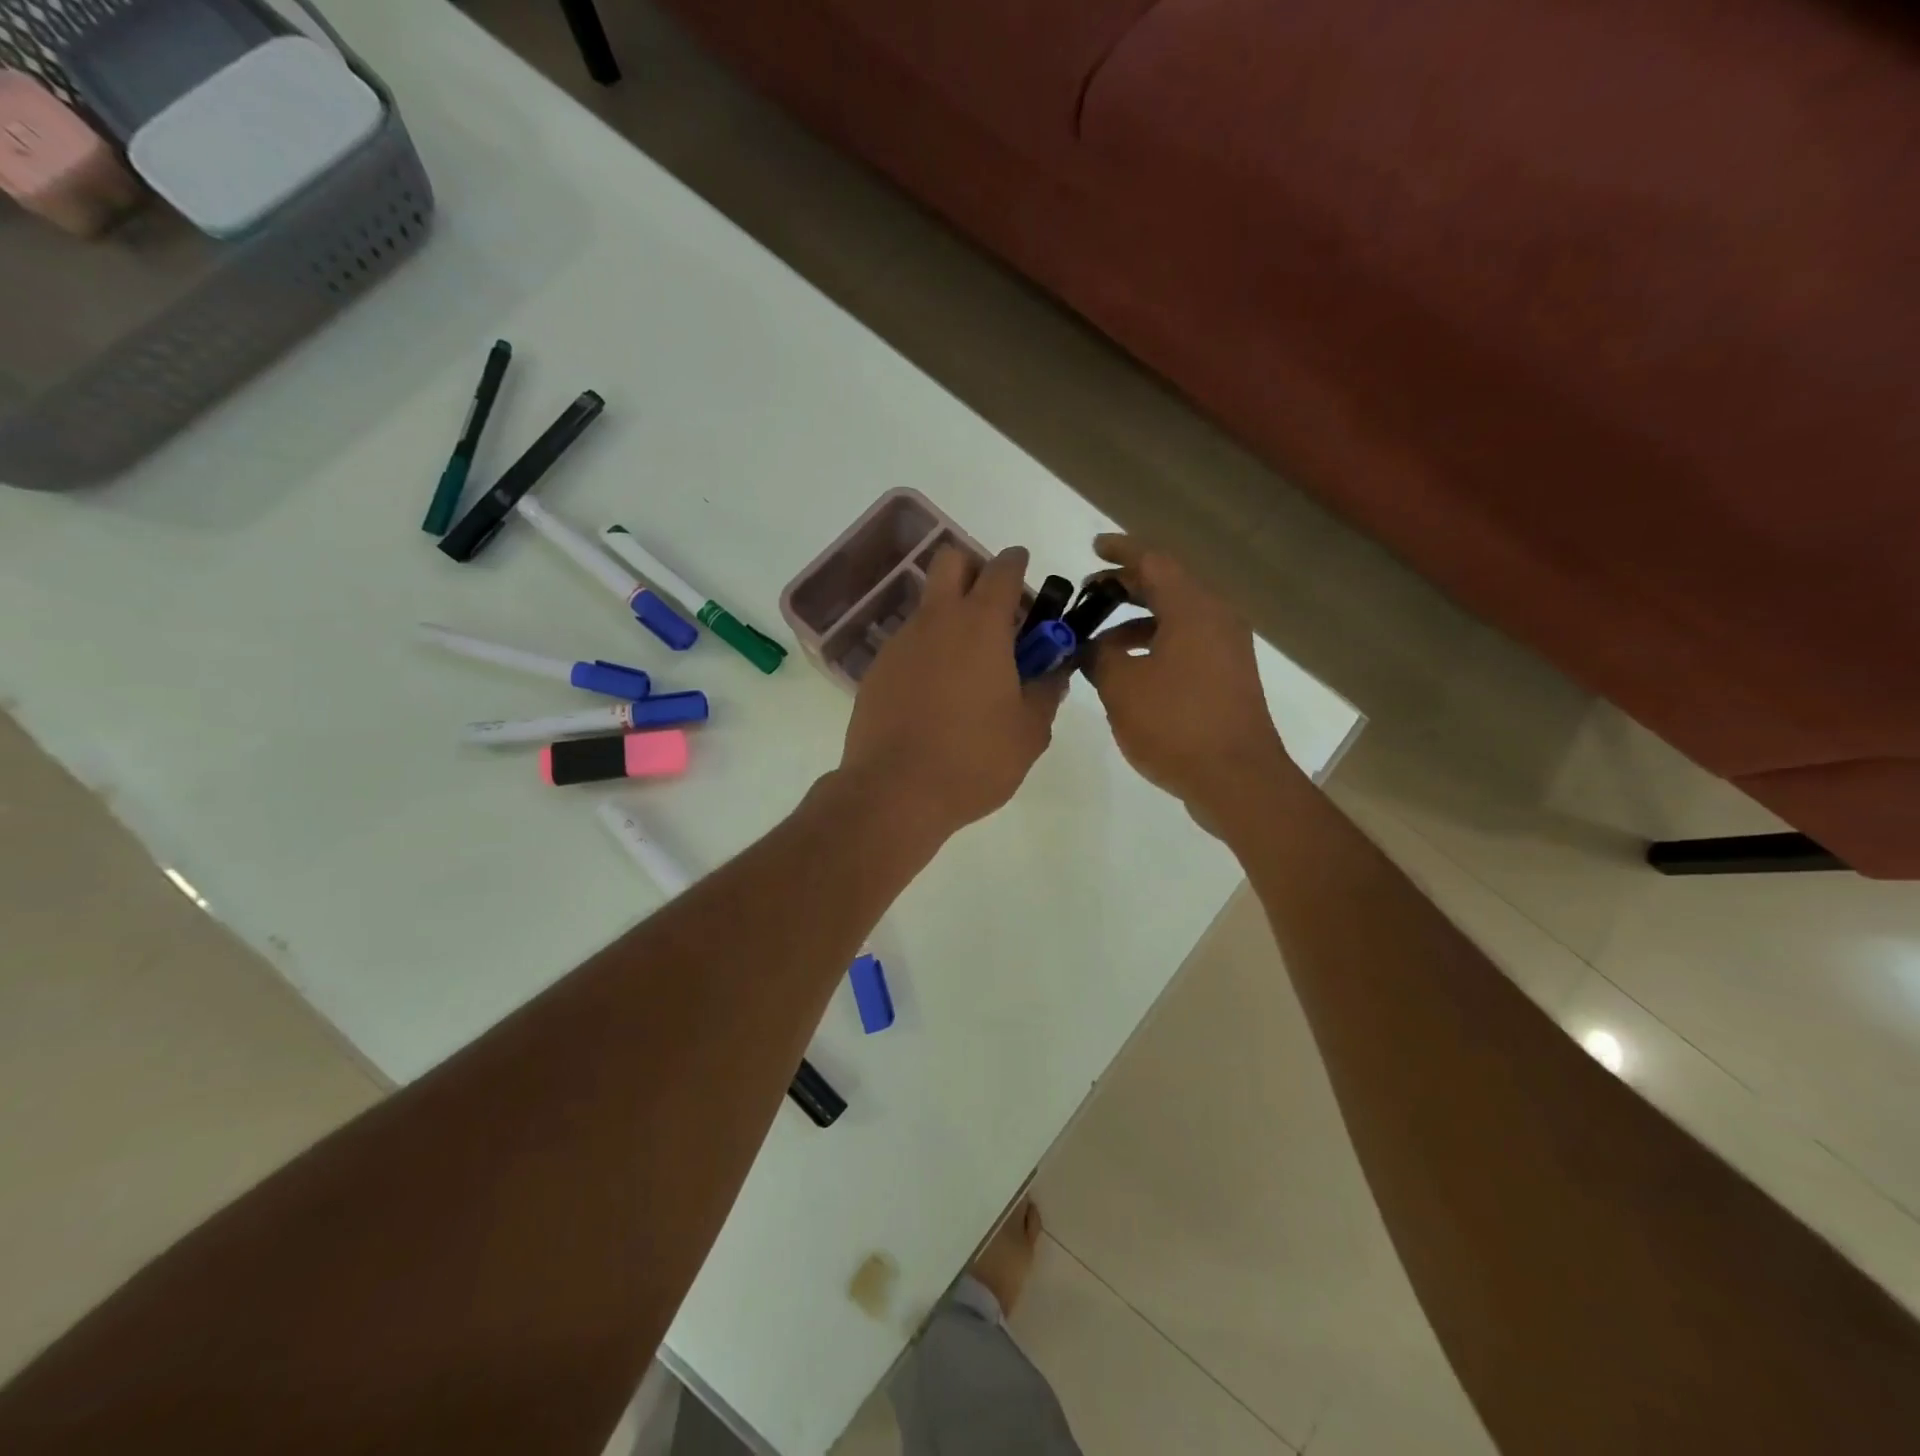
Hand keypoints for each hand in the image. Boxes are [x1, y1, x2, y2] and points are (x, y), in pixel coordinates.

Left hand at [840, 545, 1066, 841]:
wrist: (894, 792)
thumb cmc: (974, 759)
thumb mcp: (1029, 732)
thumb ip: (1047, 692)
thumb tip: (1054, 672)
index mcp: (981, 625)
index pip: (1002, 568)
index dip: (1018, 566)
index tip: (1027, 583)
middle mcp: (936, 620)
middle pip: (952, 561)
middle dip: (976, 572)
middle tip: (996, 615)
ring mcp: (900, 643)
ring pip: (928, 606)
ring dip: (951, 618)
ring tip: (969, 671)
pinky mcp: (877, 670)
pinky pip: (909, 644)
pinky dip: (928, 653)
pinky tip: (937, 697)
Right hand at [1078, 534, 1299, 830]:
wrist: (1237, 779)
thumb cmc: (1176, 724)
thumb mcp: (1121, 686)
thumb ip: (1098, 656)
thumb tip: (1091, 646)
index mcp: (1193, 608)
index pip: (1154, 561)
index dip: (1120, 551)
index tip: (1093, 547)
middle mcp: (1216, 618)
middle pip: (1167, 586)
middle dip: (1124, 588)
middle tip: (1088, 595)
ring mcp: (1227, 648)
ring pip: (1176, 618)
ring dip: (1136, 622)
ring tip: (1098, 641)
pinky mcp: (1228, 676)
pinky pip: (1186, 644)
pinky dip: (1155, 645)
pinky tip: (1128, 671)